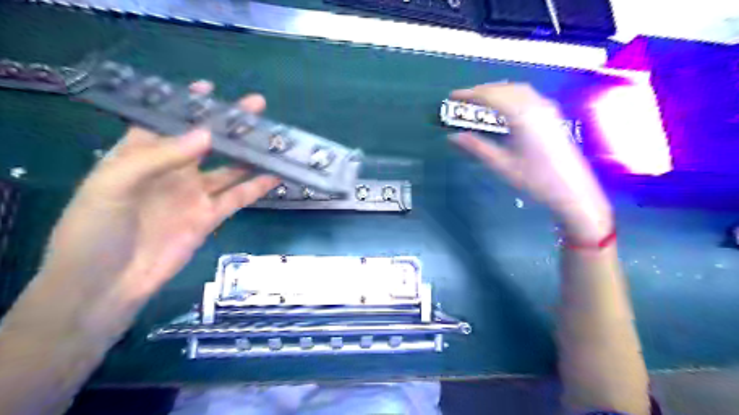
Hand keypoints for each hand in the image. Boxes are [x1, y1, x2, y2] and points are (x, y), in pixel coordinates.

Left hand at [38, 82, 280, 308]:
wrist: (107, 286)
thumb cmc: (95, 231)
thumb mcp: (113, 186)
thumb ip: (159, 157)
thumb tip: (206, 134)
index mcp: (139, 156)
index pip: (165, 121)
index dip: (186, 104)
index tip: (211, 88)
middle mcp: (171, 171)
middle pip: (206, 142)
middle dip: (229, 125)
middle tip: (257, 108)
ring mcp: (194, 194)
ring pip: (228, 168)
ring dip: (249, 155)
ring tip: (272, 140)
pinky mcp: (210, 216)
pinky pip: (238, 197)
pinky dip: (257, 186)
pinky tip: (275, 174)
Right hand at [450, 81, 612, 240]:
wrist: (572, 191)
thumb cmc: (535, 180)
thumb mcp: (502, 164)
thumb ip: (477, 147)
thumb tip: (453, 137)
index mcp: (522, 116)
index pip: (491, 96)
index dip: (469, 94)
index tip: (452, 96)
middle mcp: (536, 106)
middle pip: (504, 88)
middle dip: (481, 90)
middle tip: (462, 98)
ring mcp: (547, 109)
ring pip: (517, 89)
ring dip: (496, 90)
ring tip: (479, 99)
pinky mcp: (552, 115)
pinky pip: (527, 95)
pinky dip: (510, 94)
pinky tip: (503, 104)